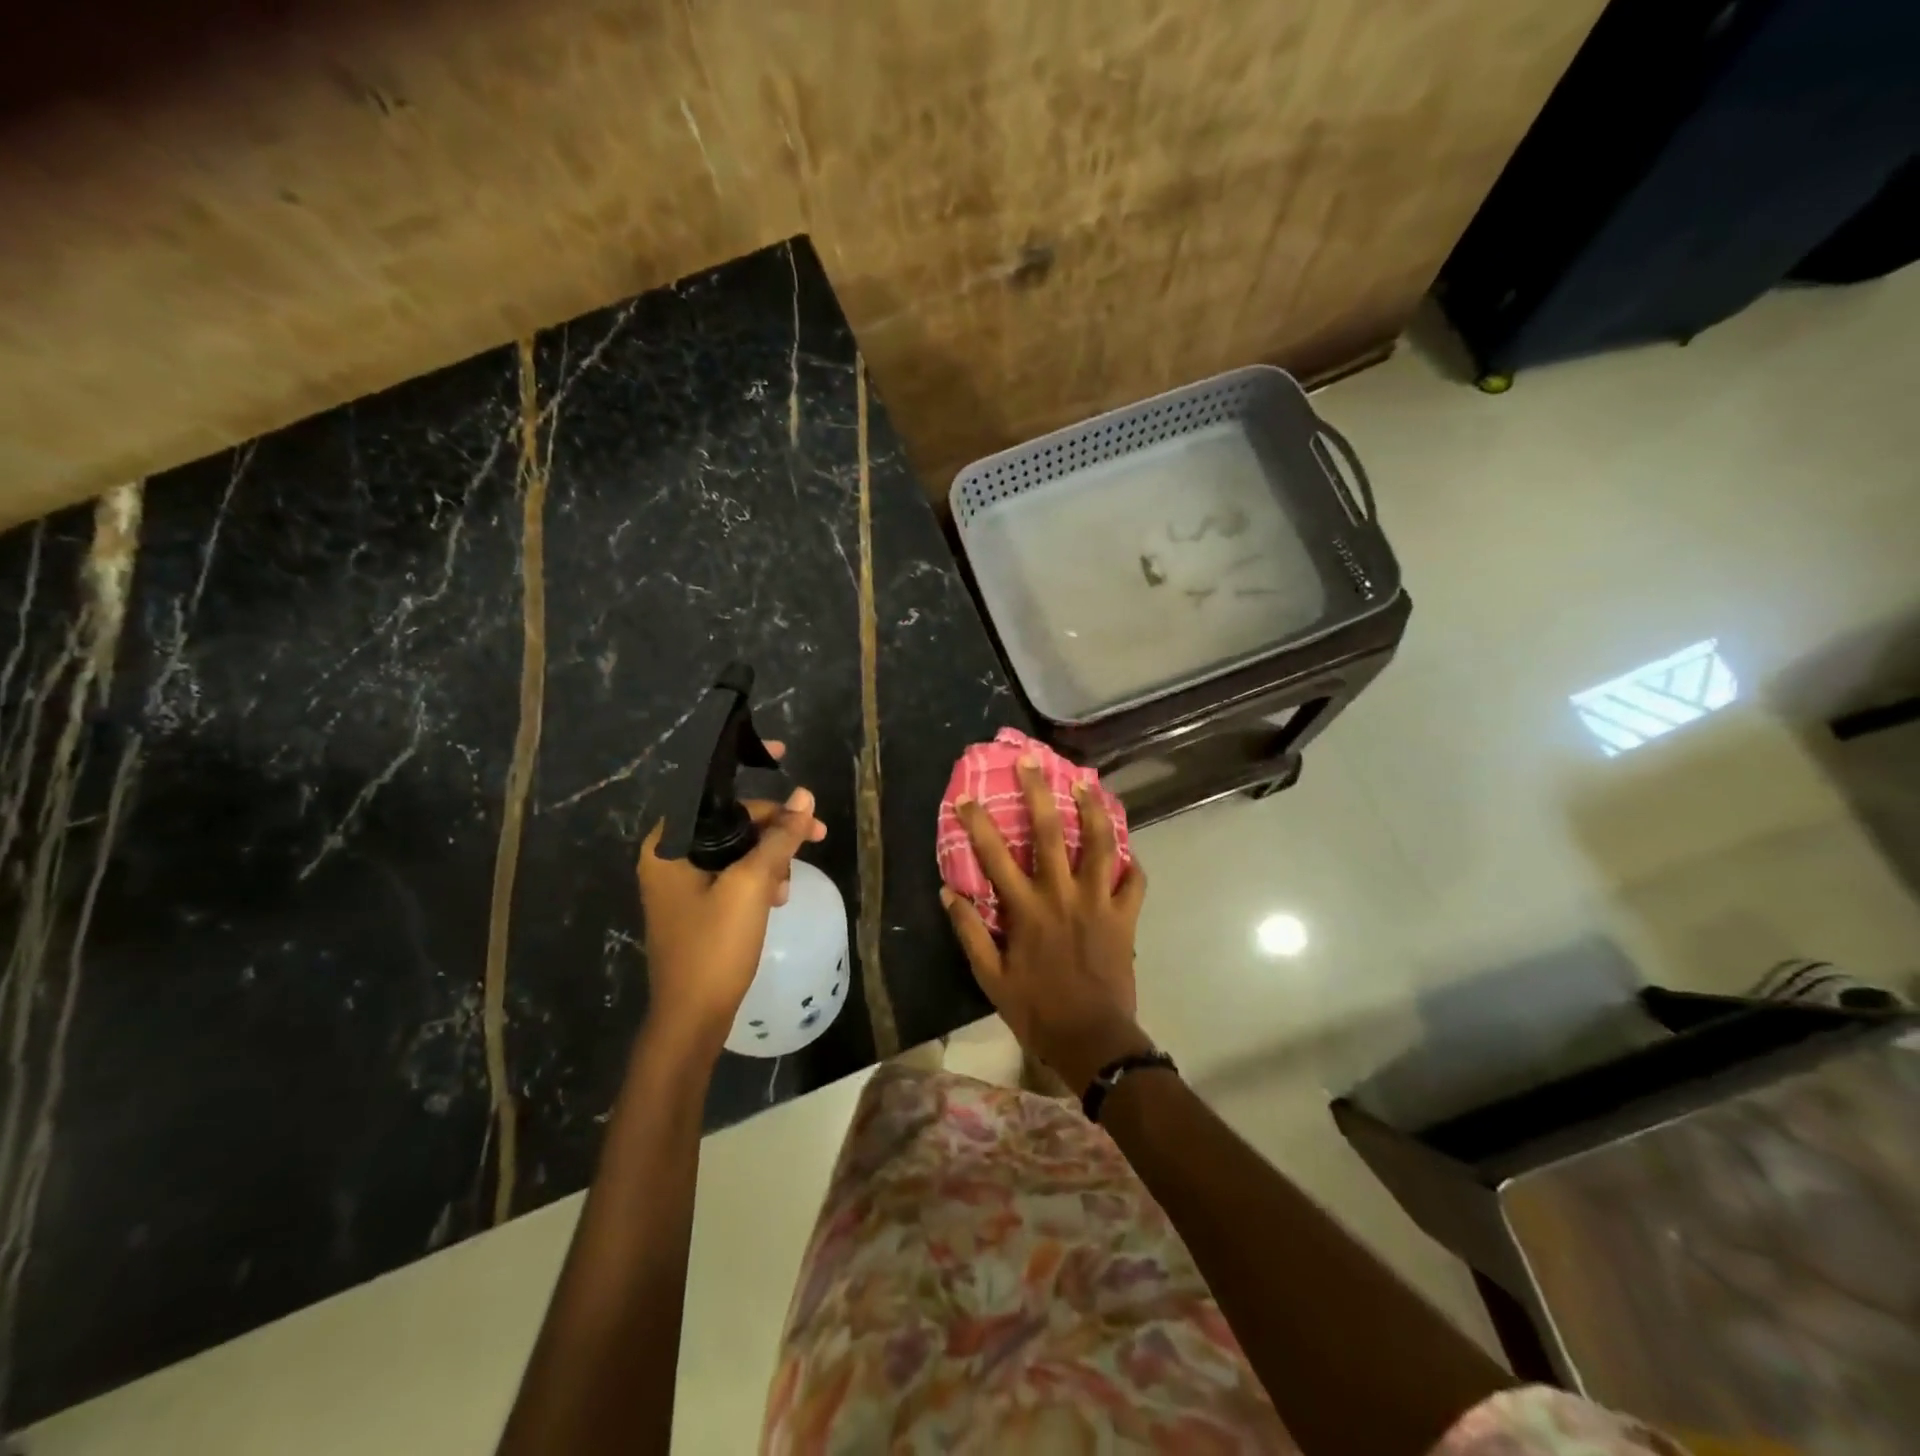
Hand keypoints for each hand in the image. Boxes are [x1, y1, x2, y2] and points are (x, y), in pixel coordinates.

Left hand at [636, 742, 826, 1053]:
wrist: (692, 1019)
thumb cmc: (715, 946)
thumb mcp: (752, 884)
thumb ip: (779, 837)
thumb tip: (805, 797)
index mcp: (668, 844)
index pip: (706, 786)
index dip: (744, 763)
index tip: (781, 753)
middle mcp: (668, 856)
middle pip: (728, 819)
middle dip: (773, 826)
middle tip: (816, 835)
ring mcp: (681, 882)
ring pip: (735, 846)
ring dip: (770, 855)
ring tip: (789, 883)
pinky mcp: (696, 903)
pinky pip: (732, 872)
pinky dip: (758, 876)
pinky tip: (777, 896)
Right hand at [942, 755, 1150, 1090]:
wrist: (1093, 1039)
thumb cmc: (1037, 1010)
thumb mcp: (990, 978)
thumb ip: (969, 933)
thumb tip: (947, 893)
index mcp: (1026, 909)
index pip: (994, 857)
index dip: (978, 824)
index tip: (966, 797)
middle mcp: (1062, 895)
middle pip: (1051, 833)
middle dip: (1038, 792)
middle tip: (1031, 761)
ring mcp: (1098, 902)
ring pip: (1101, 845)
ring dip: (1094, 810)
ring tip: (1087, 783)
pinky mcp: (1124, 916)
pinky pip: (1134, 881)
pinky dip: (1131, 862)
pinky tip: (1126, 849)